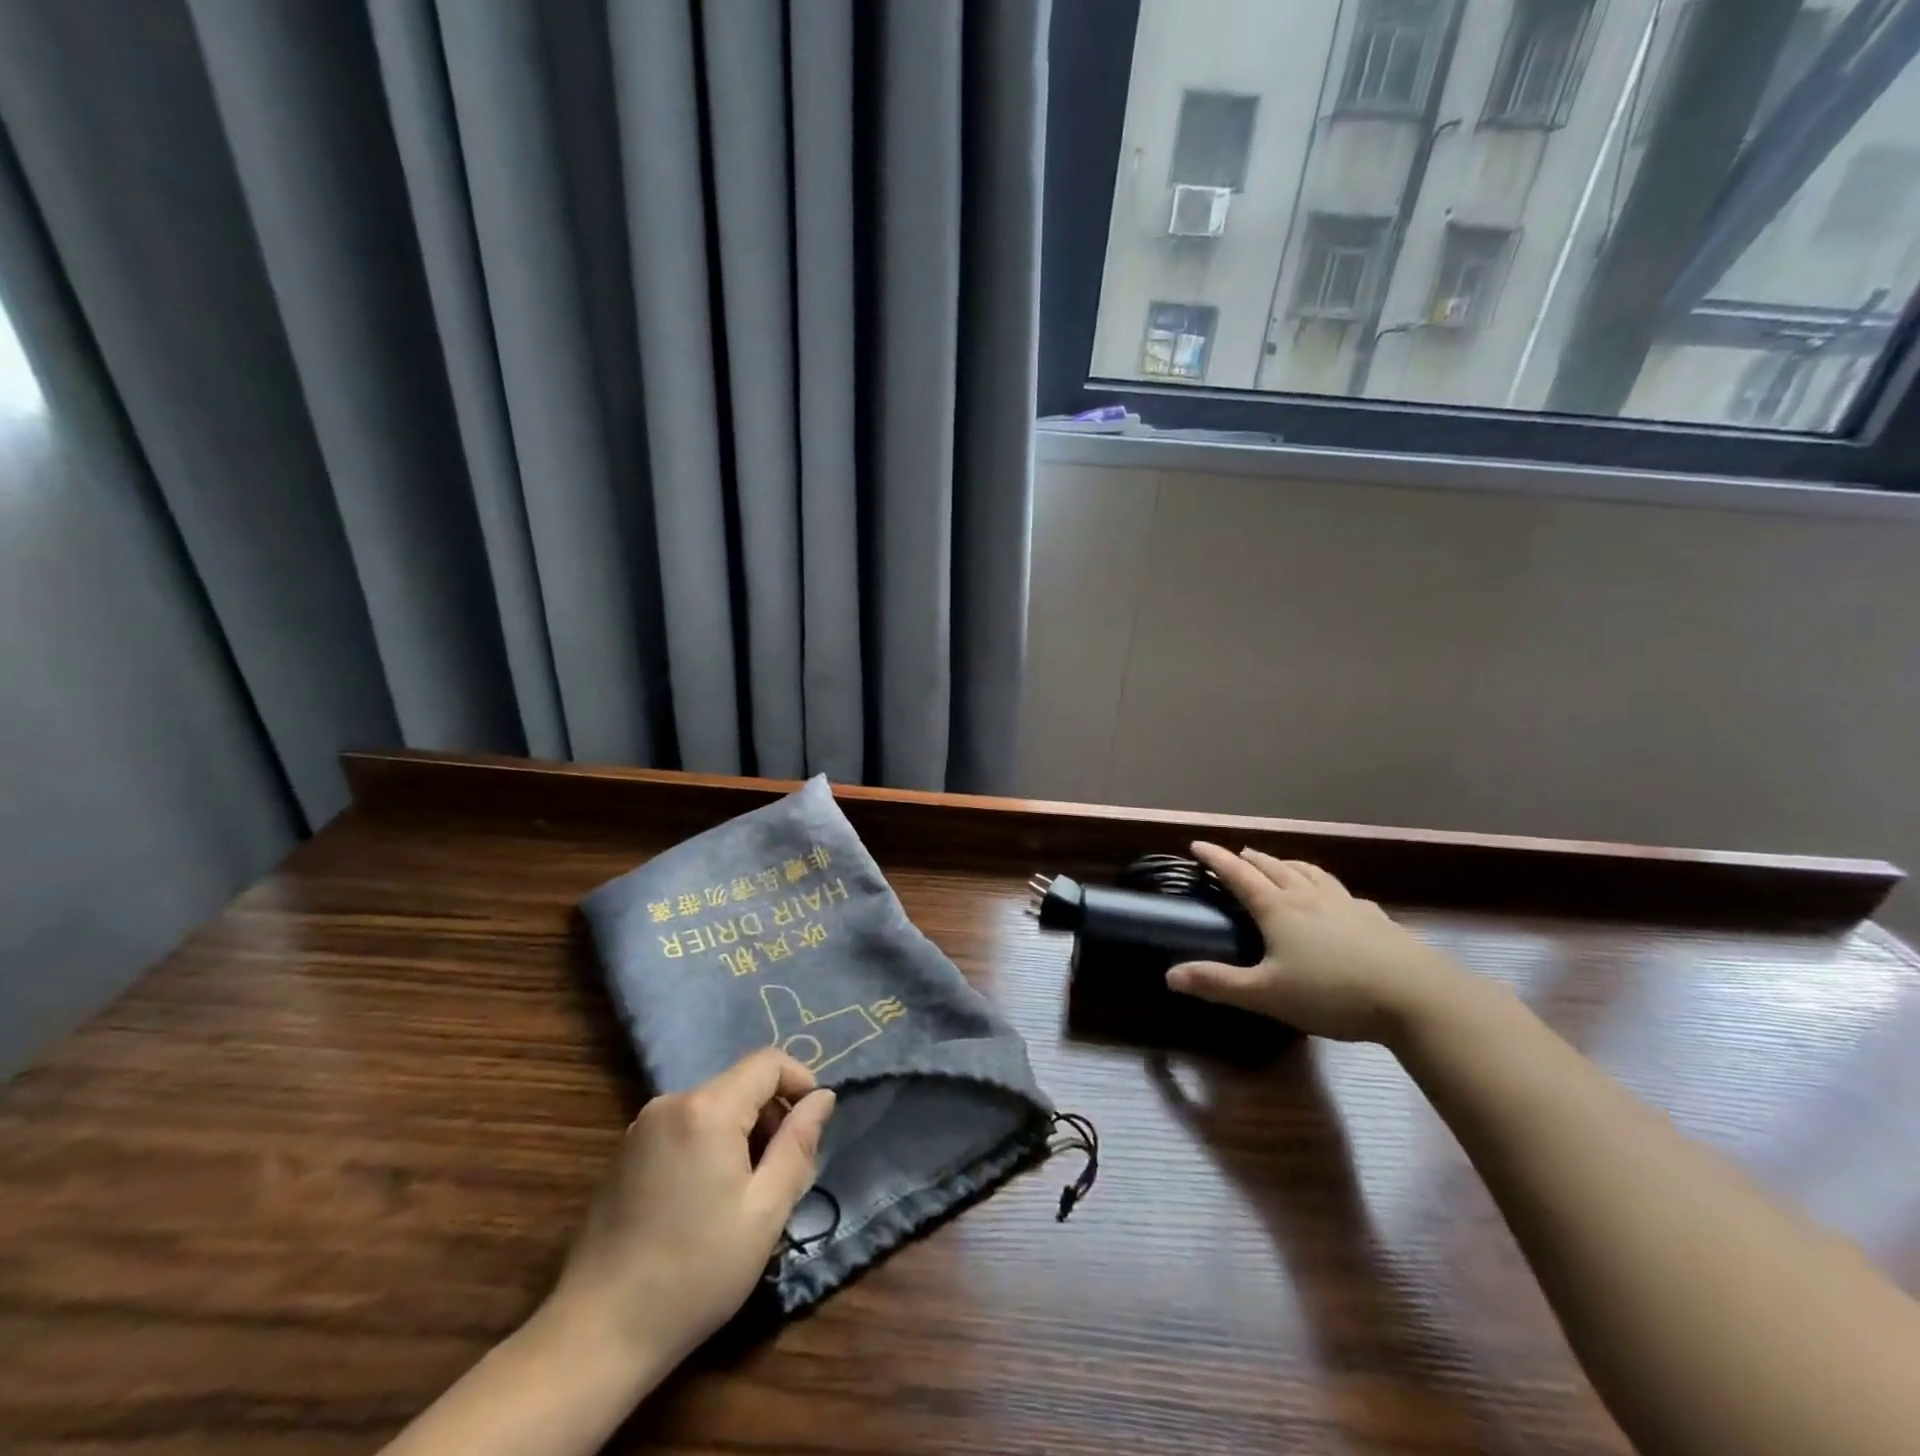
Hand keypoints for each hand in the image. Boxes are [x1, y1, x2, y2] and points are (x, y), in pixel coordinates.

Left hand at [542, 1049, 836, 1378]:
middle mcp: (672, 1102)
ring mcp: (642, 1126)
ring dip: (741, 1133)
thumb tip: (823, 1097)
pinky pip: (685, 1126)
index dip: (800, 1082)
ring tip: (746, 1195)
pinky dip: (709, 1145)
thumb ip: (798, 1144)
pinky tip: (705, 1202)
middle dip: (770, 1116)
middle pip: (740, 1084)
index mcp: (707, 1109)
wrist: (595, 1336)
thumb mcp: (765, 1211)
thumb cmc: (694, 1274)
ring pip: (713, 1106)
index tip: (813, 1126)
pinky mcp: (625, 1153)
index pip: (768, 1062)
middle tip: (783, 1174)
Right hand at [1166, 841, 1469, 1043]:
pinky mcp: (1376, 918)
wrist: (1416, 997)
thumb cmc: (1332, 993)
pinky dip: (1326, 887)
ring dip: (1289, 865)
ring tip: (1282, 864)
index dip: (1216, 859)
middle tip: (1237, 854)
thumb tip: (1170, 976)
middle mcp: (1309, 897)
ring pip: (1310, 873)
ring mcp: (1346, 904)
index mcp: (1279, 909)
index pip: (1239, 875)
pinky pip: (1342, 892)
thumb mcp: (1267, 995)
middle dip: (1251, 859)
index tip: (1197, 844)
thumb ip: (1218, 984)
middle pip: (1274, 868)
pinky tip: (1336, 899)